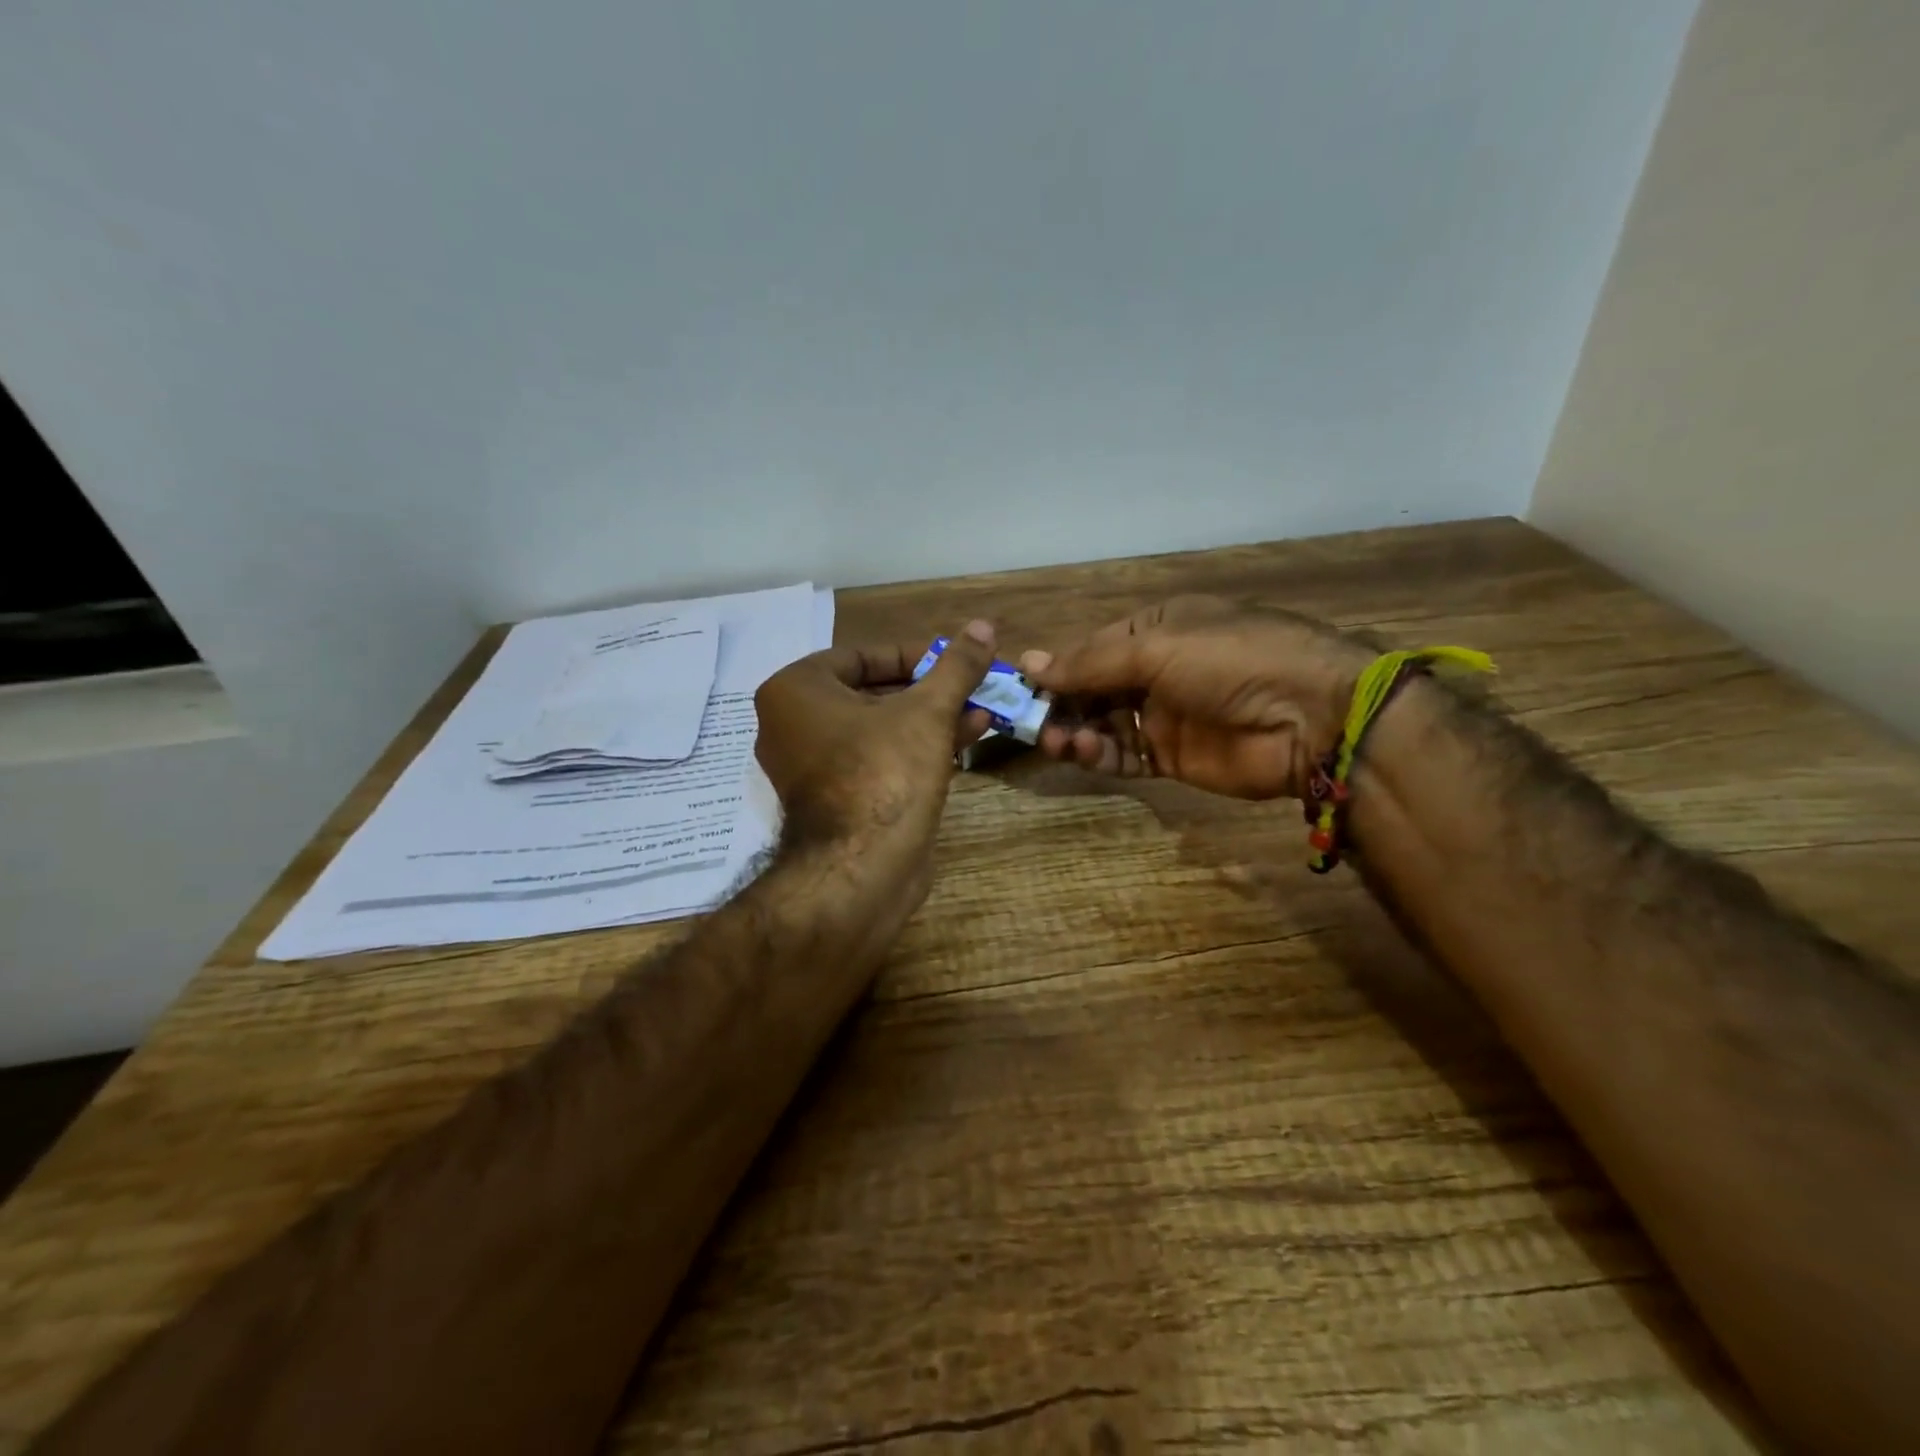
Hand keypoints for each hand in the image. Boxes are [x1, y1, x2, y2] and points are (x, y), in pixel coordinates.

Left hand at [754, 622, 996, 911]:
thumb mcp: (928, 710)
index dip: (914, 654)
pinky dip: (918, 747)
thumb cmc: (884, 772)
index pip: (861, 656)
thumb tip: (984, 625)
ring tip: (983, 709)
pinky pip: (879, 759)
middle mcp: (794, 725)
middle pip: (874, 693)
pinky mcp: (838, 800)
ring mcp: (815, 767)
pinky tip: (968, 737)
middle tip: (973, 684)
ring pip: (881, 729)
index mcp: (796, 691)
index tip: (954, 658)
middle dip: (930, 690)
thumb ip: (955, 666)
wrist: (862, 871)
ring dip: (932, 718)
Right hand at [1020, 597, 1371, 799]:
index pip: (1092, 648)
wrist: (1310, 716)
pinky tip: (1082, 753)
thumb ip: (1091, 661)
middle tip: (1031, 722)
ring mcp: (1164, 715)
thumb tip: (1028, 663)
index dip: (1057, 667)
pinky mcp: (1172, 757)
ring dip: (1075, 730)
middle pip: (1092, 688)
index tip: (1021, 687)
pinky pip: (1123, 756)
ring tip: (1059, 739)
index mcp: (1155, 629)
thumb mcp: (1157, 647)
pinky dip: (1099, 756)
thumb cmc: (1230, 660)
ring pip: (1102, 724)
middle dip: (1061, 703)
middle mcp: (1156, 670)